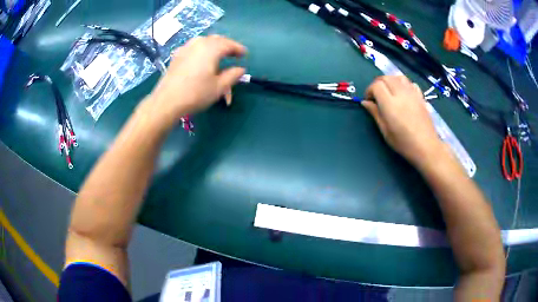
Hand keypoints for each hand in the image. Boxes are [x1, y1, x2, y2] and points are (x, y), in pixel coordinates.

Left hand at [147, 35, 246, 127]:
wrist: (167, 101)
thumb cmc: (196, 94)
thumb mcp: (219, 87)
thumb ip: (233, 75)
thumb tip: (241, 69)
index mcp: (212, 48)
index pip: (229, 44)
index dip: (239, 49)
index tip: (245, 55)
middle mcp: (199, 43)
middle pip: (217, 39)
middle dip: (227, 45)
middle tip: (233, 54)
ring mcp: (186, 47)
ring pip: (204, 41)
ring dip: (214, 45)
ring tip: (218, 54)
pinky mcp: (177, 54)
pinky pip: (194, 46)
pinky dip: (202, 49)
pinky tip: (201, 57)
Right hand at [362, 76, 444, 166]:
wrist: (426, 147)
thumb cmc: (404, 143)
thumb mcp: (385, 131)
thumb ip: (375, 113)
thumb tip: (365, 102)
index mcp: (390, 104)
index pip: (376, 86)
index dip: (369, 90)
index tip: (369, 101)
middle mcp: (401, 94)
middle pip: (385, 77)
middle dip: (378, 84)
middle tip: (377, 96)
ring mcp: (412, 93)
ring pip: (397, 76)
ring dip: (390, 81)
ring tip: (389, 92)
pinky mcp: (420, 95)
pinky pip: (409, 82)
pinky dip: (403, 84)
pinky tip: (403, 94)